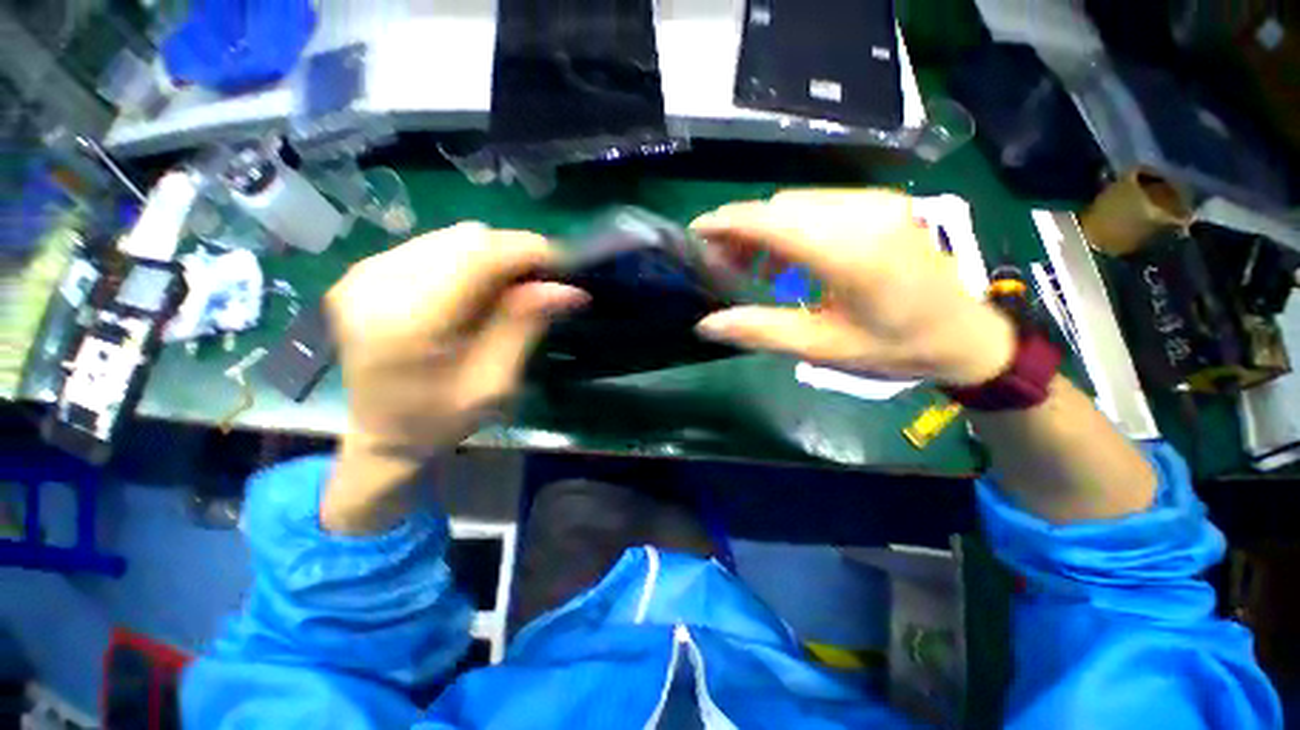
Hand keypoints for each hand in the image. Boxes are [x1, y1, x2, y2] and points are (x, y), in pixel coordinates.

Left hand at [322, 223, 584, 532]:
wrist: (381, 433)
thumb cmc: (441, 419)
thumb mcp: (495, 383)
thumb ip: (524, 326)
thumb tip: (568, 289)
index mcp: (407, 322)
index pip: (477, 256)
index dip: (527, 252)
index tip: (565, 265)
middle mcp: (376, 284)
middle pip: (466, 239)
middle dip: (515, 253)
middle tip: (544, 282)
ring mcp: (364, 273)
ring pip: (452, 237)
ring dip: (493, 256)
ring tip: (514, 288)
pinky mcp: (365, 271)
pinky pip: (435, 246)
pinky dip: (470, 260)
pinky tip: (480, 288)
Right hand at [692, 190, 1014, 385]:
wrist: (963, 335)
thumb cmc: (893, 347)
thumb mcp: (821, 347)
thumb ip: (760, 331)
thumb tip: (706, 324)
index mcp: (851, 252)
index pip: (772, 221)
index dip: (728, 223)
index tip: (696, 234)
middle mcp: (864, 213)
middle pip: (780, 206)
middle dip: (741, 229)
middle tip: (719, 263)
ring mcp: (876, 203)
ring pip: (796, 203)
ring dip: (763, 229)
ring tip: (748, 266)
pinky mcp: (879, 205)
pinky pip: (818, 207)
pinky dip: (789, 228)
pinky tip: (784, 260)